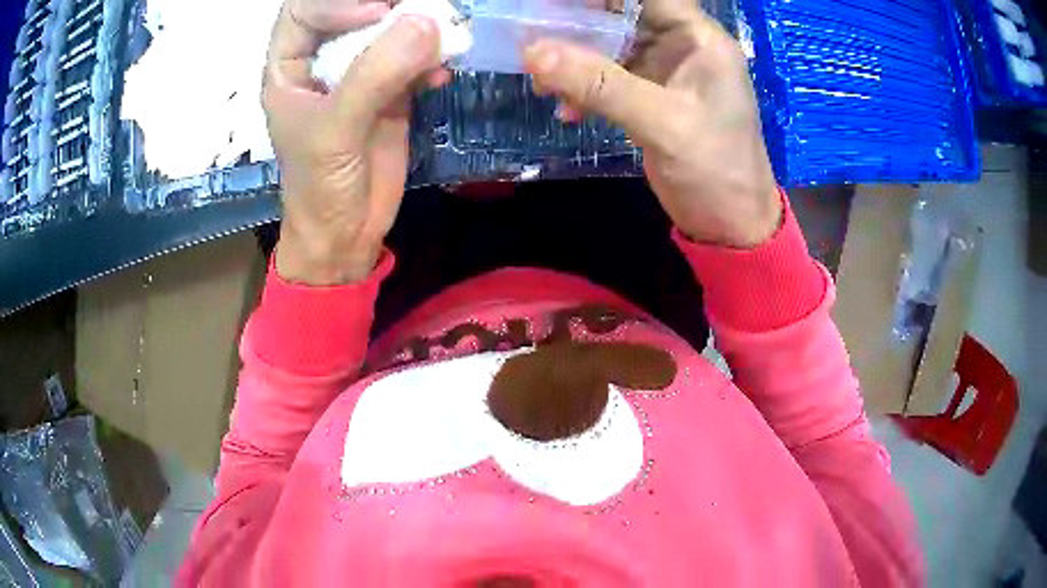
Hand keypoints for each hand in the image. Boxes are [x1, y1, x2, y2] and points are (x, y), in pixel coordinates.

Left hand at [264, 0, 449, 284]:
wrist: (347, 232)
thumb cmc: (319, 187)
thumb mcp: (336, 131)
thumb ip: (374, 75)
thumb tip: (426, 23)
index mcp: (290, 66)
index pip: (307, 9)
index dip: (338, 3)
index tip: (377, 14)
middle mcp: (323, 61)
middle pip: (353, 10)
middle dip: (387, 9)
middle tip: (421, 13)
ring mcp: (360, 73)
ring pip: (389, 30)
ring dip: (419, 30)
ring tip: (442, 39)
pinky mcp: (393, 90)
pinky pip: (416, 59)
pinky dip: (433, 60)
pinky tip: (441, 76)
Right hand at [524, 0, 781, 247]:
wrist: (730, 226)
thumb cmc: (715, 170)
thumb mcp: (662, 123)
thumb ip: (600, 84)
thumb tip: (532, 52)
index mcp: (697, 38)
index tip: (557, 6)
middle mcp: (679, 45)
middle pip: (620, 15)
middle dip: (575, 24)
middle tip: (533, 37)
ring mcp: (663, 72)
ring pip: (608, 47)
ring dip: (572, 61)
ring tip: (542, 83)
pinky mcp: (649, 98)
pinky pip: (607, 79)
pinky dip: (583, 90)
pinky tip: (566, 111)